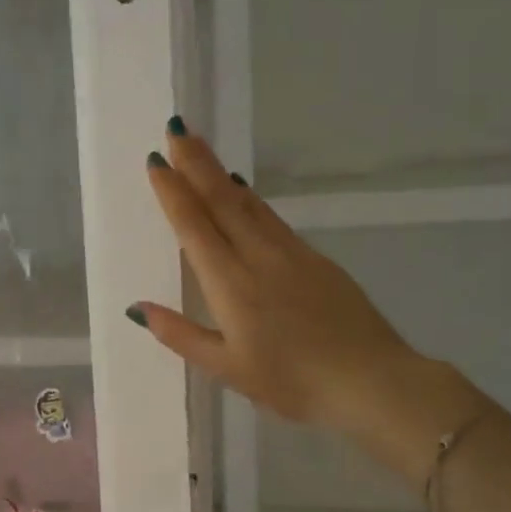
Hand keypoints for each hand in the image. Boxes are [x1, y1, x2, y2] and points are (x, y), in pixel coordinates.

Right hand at [132, 122, 480, 487]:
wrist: (372, 381)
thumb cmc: (292, 382)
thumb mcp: (228, 368)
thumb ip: (181, 335)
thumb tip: (138, 308)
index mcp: (230, 285)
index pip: (194, 227)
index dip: (173, 192)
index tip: (155, 161)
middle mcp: (257, 258)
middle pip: (221, 200)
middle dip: (196, 164)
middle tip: (176, 129)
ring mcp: (290, 254)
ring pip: (248, 203)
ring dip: (221, 173)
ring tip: (201, 148)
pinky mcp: (315, 259)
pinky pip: (272, 218)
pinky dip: (251, 198)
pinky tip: (244, 190)